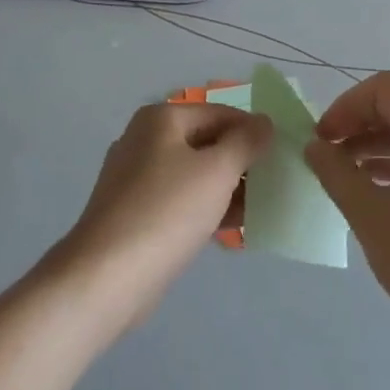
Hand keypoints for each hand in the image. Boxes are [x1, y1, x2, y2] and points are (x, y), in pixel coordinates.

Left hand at [55, 102, 271, 335]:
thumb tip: (264, 122)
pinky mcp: (135, 212)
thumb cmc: (167, 211)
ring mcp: (136, 178)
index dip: (253, 130)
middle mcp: (145, 140)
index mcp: (161, 119)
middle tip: (274, 183)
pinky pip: (180, 200)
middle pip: (206, 141)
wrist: (107, 276)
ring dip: (227, 187)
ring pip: (194, 173)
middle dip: (240, 161)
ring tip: (261, 207)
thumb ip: (246, 142)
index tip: (281, 155)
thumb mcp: (217, 170)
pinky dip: (206, 207)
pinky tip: (233, 227)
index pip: (220, 113)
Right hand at [305, 73, 389, 342]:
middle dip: (361, 123)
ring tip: (348, 172)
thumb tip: (316, 146)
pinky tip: (379, 189)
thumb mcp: (366, 211)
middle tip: (330, 153)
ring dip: (379, 143)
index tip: (322, 138)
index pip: (384, 90)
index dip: (346, 106)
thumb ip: (335, 170)